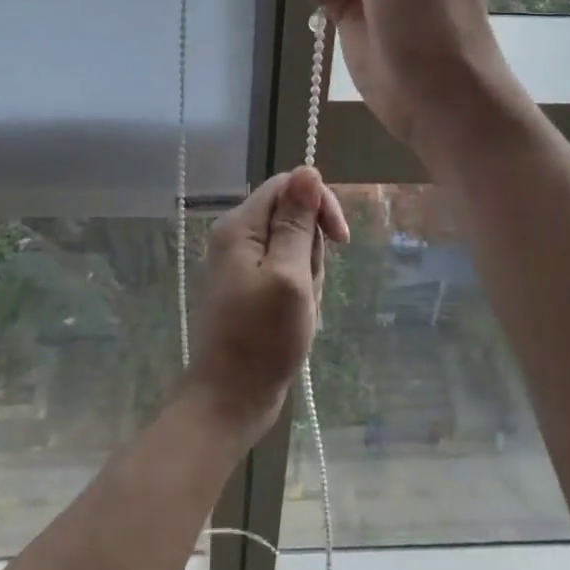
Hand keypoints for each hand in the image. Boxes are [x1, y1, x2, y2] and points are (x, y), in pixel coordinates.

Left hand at [186, 167, 348, 443]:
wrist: (230, 400)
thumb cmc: (262, 339)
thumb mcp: (290, 276)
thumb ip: (297, 222)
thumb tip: (308, 169)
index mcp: (240, 226)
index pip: (288, 185)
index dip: (318, 203)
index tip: (340, 240)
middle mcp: (236, 235)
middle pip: (291, 215)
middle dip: (311, 249)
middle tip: (306, 288)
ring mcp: (241, 262)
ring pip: (293, 245)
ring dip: (307, 274)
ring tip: (299, 309)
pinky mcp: (248, 285)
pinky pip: (285, 270)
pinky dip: (298, 290)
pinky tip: (294, 318)